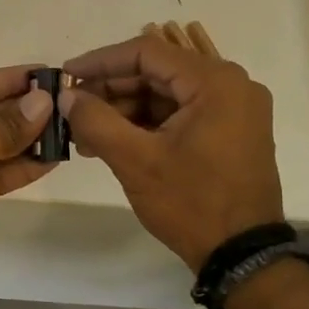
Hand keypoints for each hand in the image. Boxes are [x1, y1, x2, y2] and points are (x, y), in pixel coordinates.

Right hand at [61, 34, 284, 271]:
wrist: (242, 256)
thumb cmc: (191, 203)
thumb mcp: (135, 161)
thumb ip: (95, 121)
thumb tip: (66, 96)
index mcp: (215, 82)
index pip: (147, 52)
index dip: (100, 61)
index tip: (66, 76)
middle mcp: (231, 86)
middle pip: (157, 72)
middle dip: (110, 90)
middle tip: (72, 110)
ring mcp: (233, 110)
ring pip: (165, 95)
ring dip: (124, 110)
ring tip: (85, 134)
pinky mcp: (230, 132)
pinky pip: (180, 114)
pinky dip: (146, 124)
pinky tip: (112, 142)